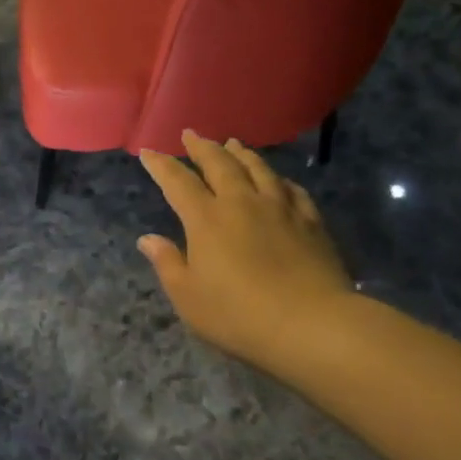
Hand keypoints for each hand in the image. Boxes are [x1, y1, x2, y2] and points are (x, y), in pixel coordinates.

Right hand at [137, 131, 354, 368]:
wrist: (313, 325)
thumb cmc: (240, 316)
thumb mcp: (189, 298)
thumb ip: (167, 264)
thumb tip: (148, 238)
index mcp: (206, 218)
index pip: (177, 181)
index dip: (161, 165)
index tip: (149, 152)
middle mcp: (241, 202)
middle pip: (219, 164)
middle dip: (201, 147)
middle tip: (191, 134)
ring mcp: (280, 208)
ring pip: (257, 168)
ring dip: (241, 153)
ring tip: (232, 143)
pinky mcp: (311, 221)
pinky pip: (292, 189)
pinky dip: (279, 179)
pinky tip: (278, 179)